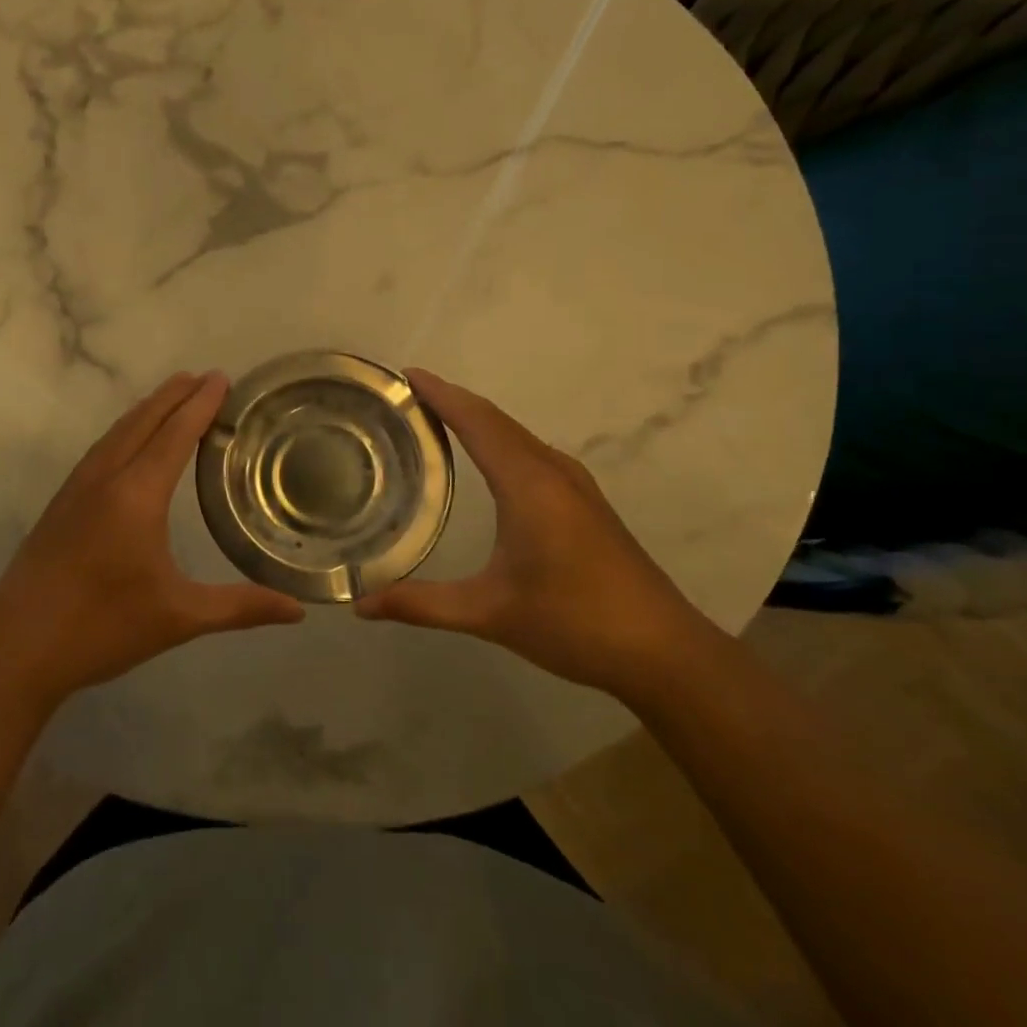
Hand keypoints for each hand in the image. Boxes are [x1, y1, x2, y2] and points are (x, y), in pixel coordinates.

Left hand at [0, 371, 305, 711]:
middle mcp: (105, 479)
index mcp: (137, 495)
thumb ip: (241, 607)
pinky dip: (124, 430)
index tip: (220, 378)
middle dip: (174, 395)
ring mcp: (76, 488)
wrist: (17, 648)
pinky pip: (100, 449)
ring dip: (147, 409)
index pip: (175, 434)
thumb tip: (298, 611)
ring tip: (171, 396)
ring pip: (117, 432)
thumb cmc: (103, 628)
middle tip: (203, 376)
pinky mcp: (60, 504)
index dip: (200, 404)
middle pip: (143, 421)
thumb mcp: (179, 617)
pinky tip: (128, 442)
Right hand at [356, 368, 709, 697]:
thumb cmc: (575, 622)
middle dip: (452, 400)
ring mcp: (575, 485)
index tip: (404, 374)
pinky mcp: (585, 502)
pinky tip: (487, 460)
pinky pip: (531, 452)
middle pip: (495, 419)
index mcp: (528, 484)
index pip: (476, 421)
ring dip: (477, 419)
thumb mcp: (490, 613)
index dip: (440, 394)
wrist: (664, 652)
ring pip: (517, 434)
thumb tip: (361, 605)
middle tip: (406, 395)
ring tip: (435, 418)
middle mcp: (552, 471)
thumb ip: (421, 604)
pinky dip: (499, 440)